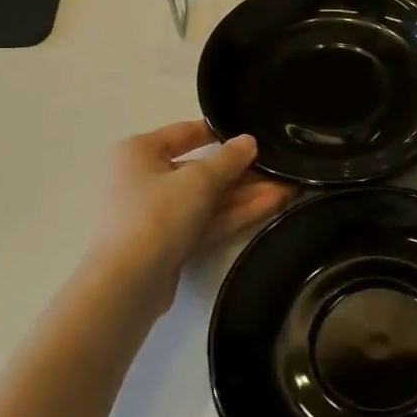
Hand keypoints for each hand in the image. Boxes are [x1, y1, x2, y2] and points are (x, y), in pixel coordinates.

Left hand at [89, 122, 291, 317]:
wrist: (128, 284)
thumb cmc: (156, 215)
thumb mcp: (198, 180)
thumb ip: (228, 159)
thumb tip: (248, 141)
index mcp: (138, 152)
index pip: (184, 133)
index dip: (220, 133)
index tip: (254, 135)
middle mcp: (143, 179)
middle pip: (200, 170)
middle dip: (242, 172)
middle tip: (280, 170)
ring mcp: (156, 214)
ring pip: (207, 199)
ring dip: (245, 195)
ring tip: (288, 190)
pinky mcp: (170, 243)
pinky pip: (206, 221)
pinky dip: (234, 214)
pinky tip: (272, 206)